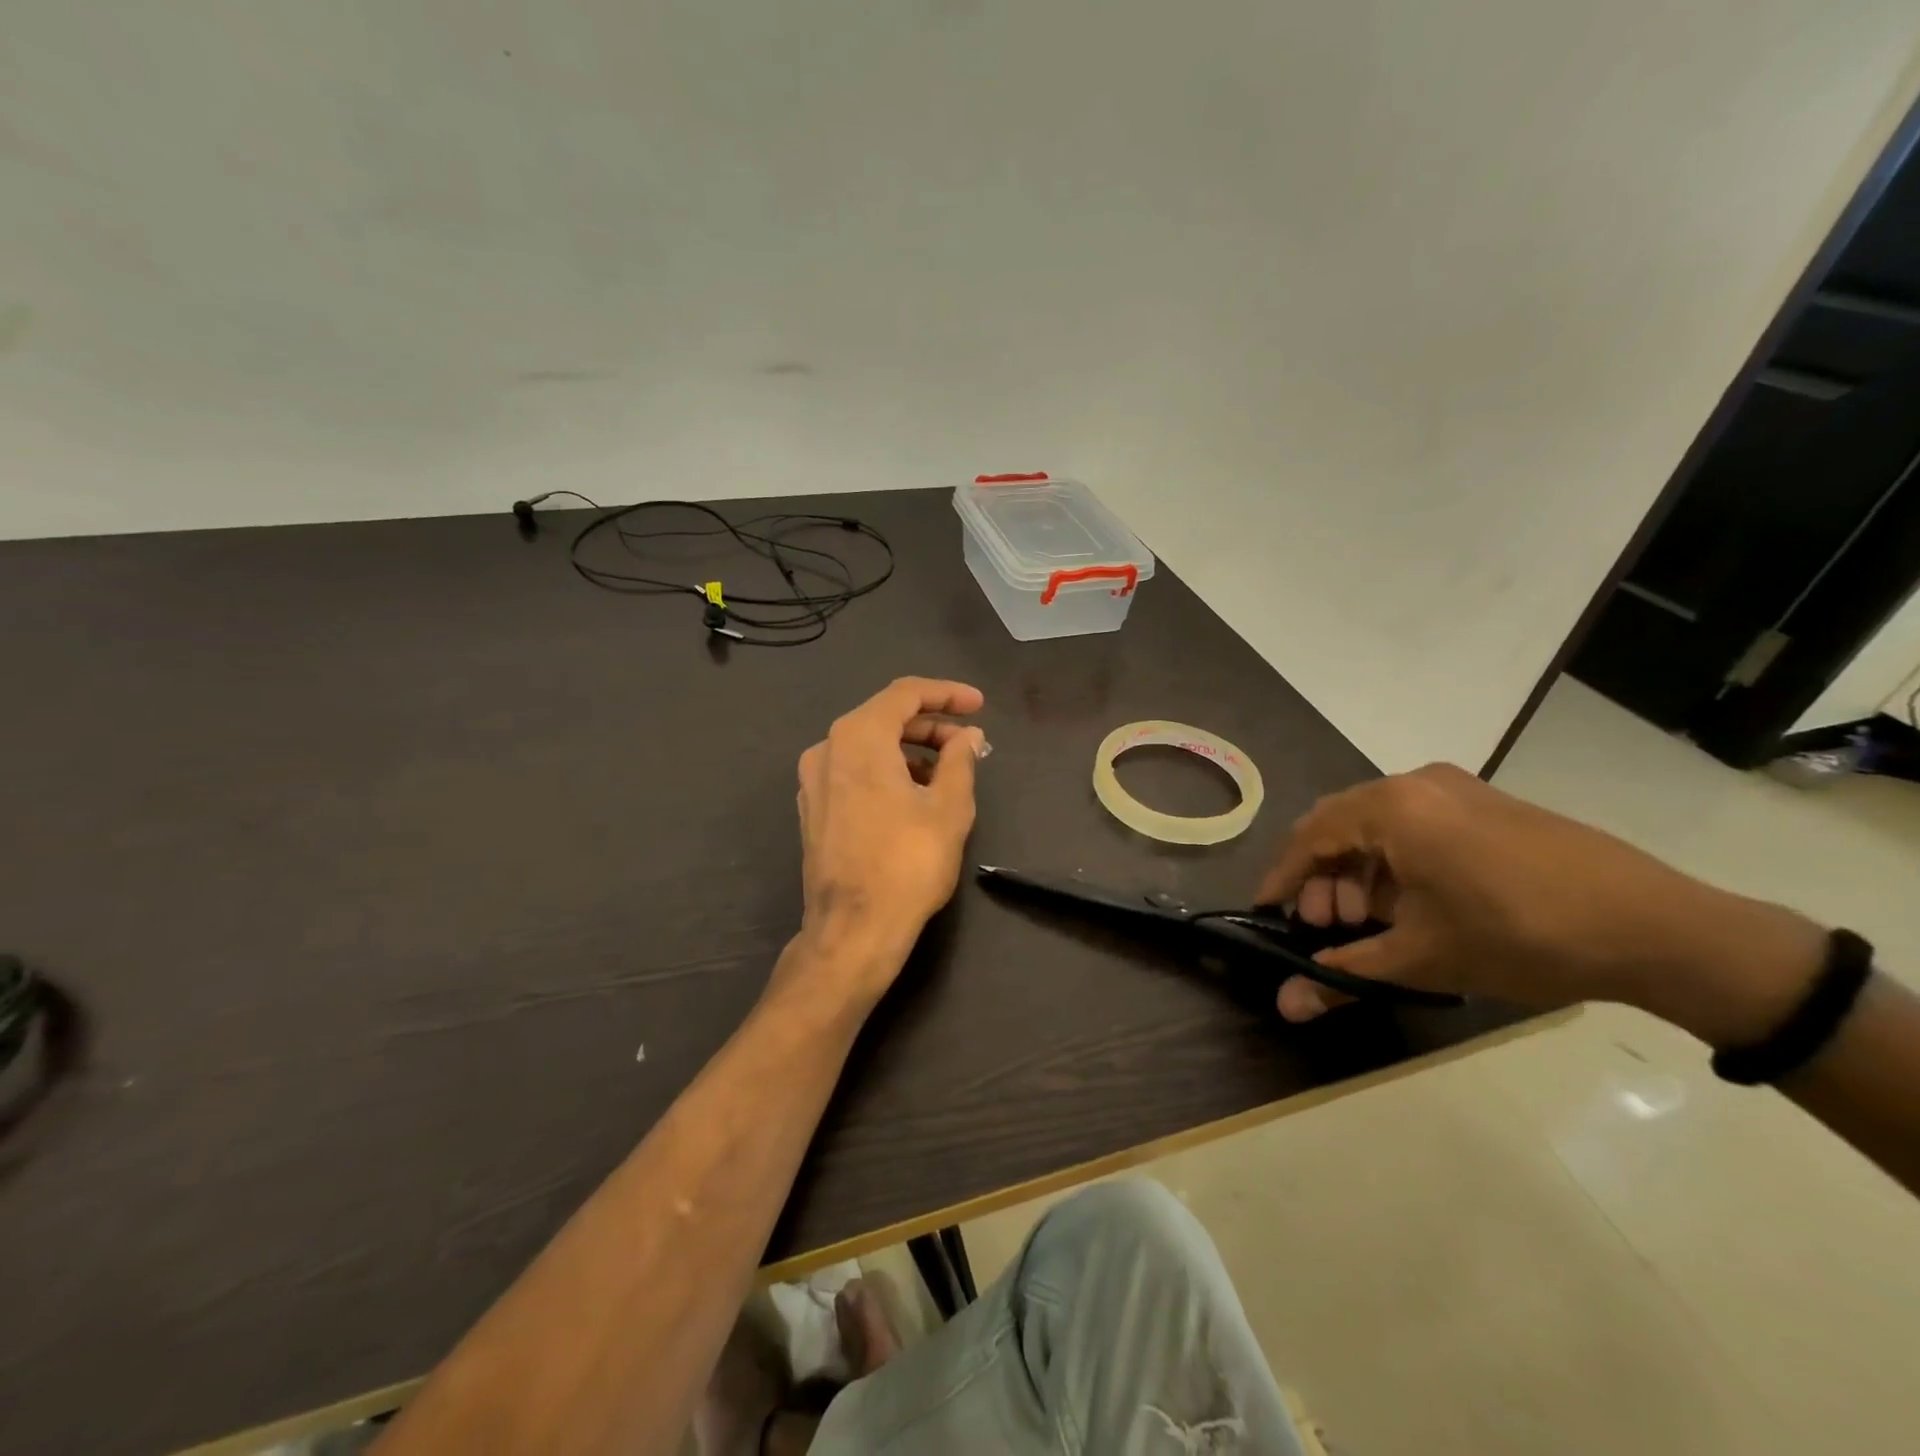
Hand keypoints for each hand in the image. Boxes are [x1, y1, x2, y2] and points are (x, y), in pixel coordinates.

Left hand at [793, 678, 987, 994]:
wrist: (854, 930)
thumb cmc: (908, 862)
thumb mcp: (949, 807)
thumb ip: (960, 760)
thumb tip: (968, 737)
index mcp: (858, 737)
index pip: (906, 694)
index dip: (947, 694)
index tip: (979, 706)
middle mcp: (827, 748)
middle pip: (884, 717)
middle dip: (931, 725)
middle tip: (969, 742)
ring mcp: (813, 780)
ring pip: (868, 746)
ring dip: (910, 750)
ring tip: (948, 772)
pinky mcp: (813, 809)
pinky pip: (853, 771)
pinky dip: (886, 770)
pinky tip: (914, 794)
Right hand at [1258, 764, 1826, 1044]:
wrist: (1661, 929)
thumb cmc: (1523, 937)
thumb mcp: (1425, 959)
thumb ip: (1345, 974)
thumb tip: (1285, 1006)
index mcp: (1393, 808)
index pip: (1310, 837)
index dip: (1284, 878)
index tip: (1269, 913)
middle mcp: (1415, 784)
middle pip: (1339, 824)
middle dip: (1323, 877)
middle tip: (1329, 928)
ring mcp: (1456, 788)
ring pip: (1377, 824)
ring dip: (1359, 870)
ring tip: (1372, 923)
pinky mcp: (1486, 803)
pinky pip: (1415, 823)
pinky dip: (1396, 861)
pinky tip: (1412, 904)